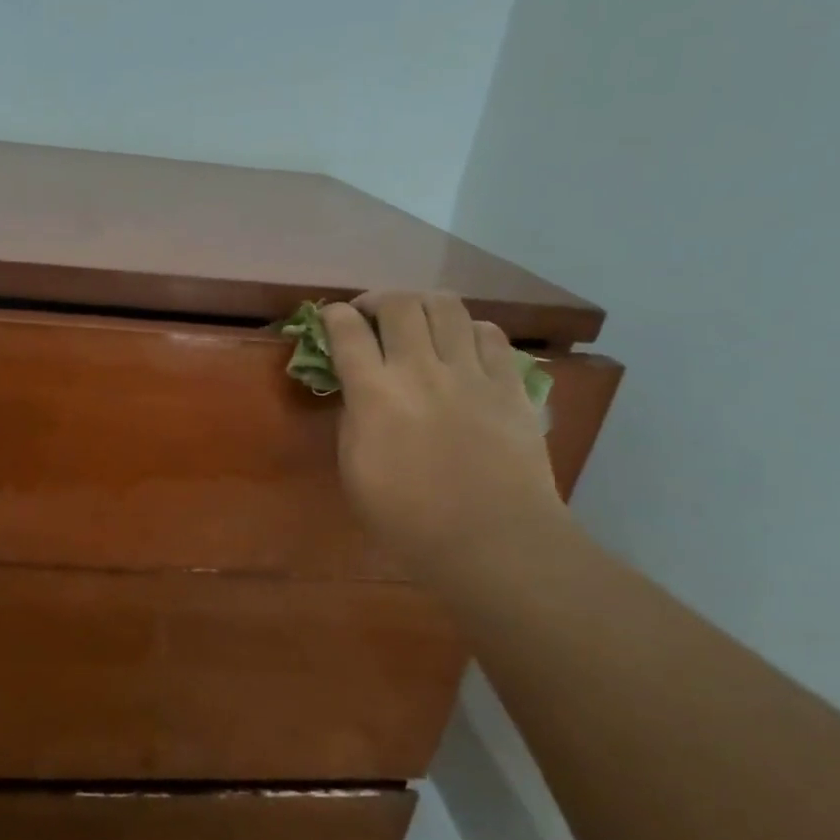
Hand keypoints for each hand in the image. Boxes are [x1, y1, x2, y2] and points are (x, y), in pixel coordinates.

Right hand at [324, 292, 568, 589]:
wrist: (491, 539)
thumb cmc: (408, 518)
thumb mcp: (355, 472)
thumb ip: (352, 420)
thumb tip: (358, 391)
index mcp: (375, 395)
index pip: (347, 332)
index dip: (334, 316)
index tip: (330, 317)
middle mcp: (421, 370)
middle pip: (398, 304)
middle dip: (376, 300)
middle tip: (370, 316)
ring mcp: (470, 373)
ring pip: (446, 306)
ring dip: (422, 305)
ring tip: (416, 321)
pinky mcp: (509, 384)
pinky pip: (489, 334)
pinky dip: (468, 330)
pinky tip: (461, 346)